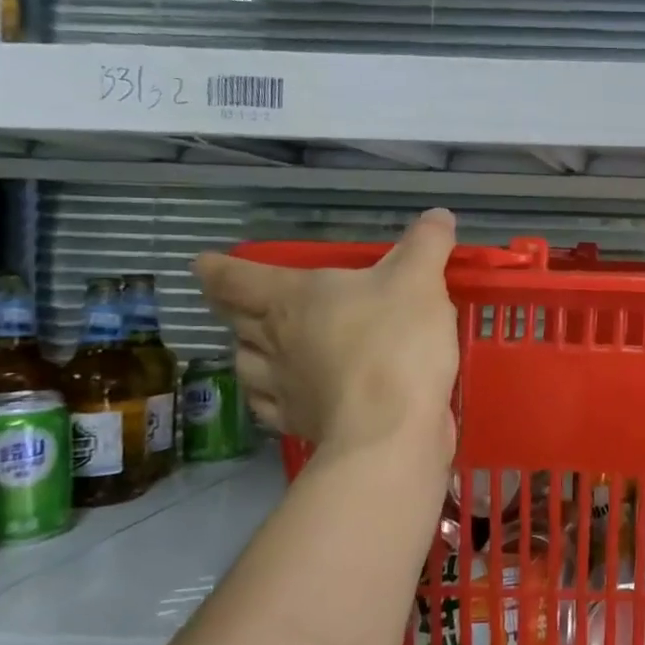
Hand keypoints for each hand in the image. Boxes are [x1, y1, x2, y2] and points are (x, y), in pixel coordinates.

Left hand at [193, 209, 459, 459]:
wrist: (390, 430)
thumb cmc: (396, 342)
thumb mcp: (421, 281)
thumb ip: (427, 245)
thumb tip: (438, 215)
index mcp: (291, 298)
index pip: (233, 278)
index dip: (219, 269)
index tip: (206, 263)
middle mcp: (273, 340)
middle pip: (234, 320)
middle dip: (233, 308)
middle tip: (241, 302)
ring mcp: (280, 387)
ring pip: (246, 364)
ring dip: (249, 352)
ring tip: (263, 346)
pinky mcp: (298, 424)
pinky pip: (269, 406)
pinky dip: (271, 396)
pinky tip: (286, 395)